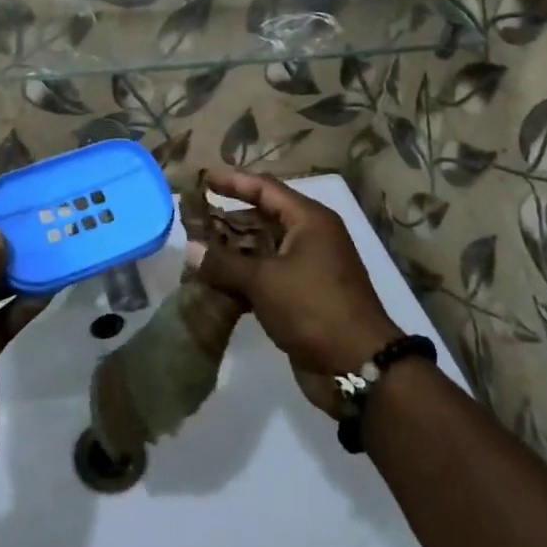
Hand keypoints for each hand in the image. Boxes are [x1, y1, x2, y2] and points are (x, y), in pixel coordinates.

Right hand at [186, 169, 401, 413]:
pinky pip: (267, 275)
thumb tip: (189, 248)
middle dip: (228, 218)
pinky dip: (243, 277)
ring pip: (262, 248)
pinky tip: (214, 284)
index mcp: (309, 220)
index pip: (265, 188)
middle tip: (192, 220)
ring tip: (197, 251)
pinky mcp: (302, 295)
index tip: (203, 179)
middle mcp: (310, 236)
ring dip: (232, 250)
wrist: (358, 366)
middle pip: (263, 216)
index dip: (233, 182)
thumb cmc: (314, 308)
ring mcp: (308, 267)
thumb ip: (224, 262)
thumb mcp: (264, 281)